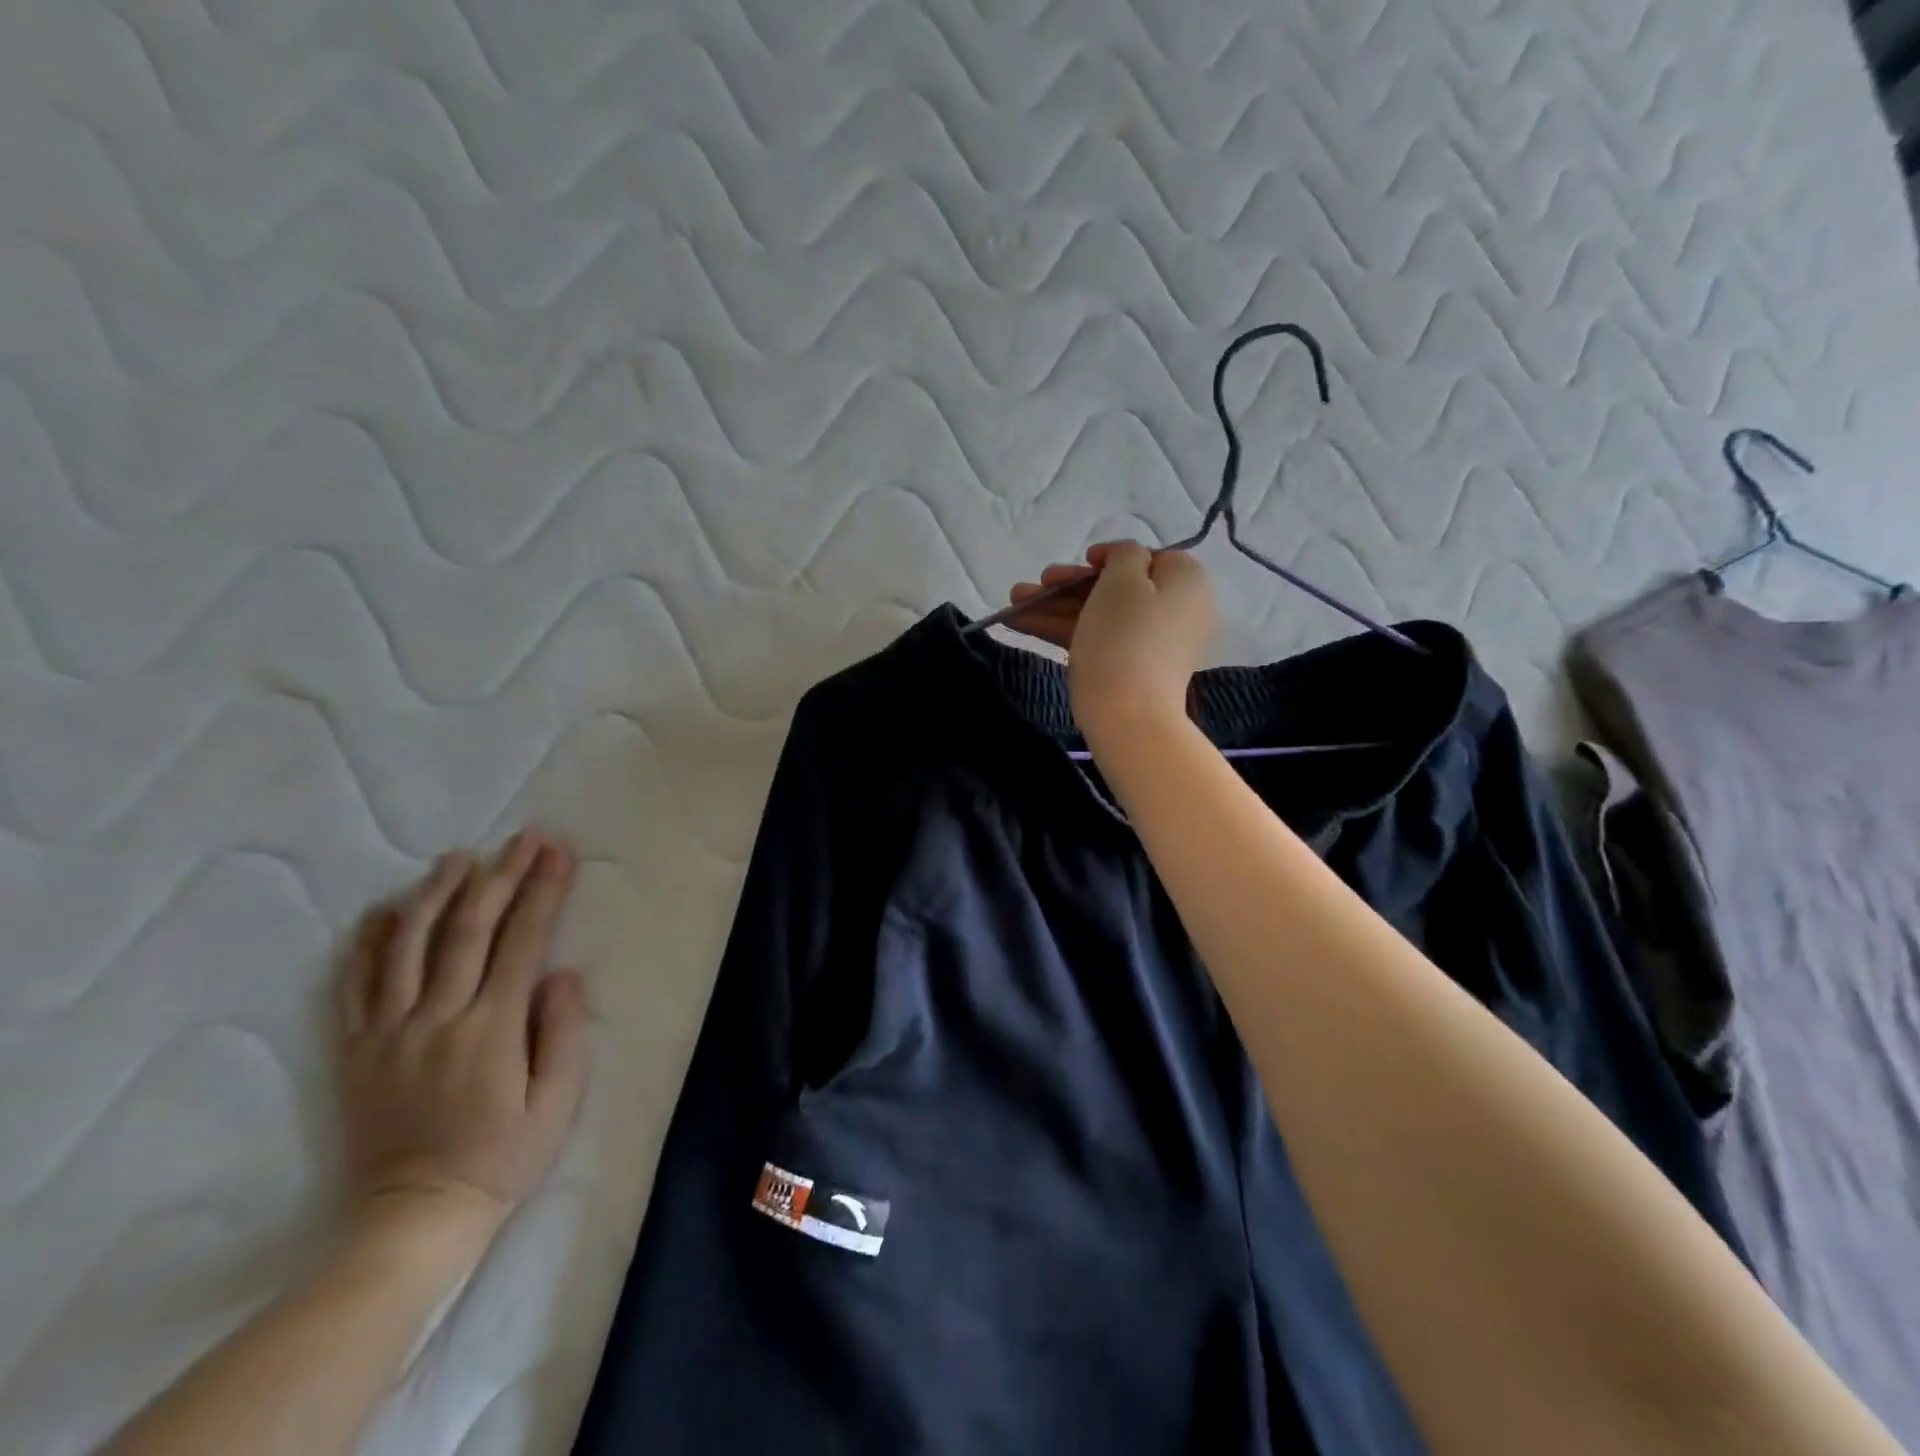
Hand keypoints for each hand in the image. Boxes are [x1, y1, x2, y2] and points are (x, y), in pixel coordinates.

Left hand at [337, 833, 588, 1235]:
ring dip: (436, 893)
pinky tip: (385, 908)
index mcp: (491, 1029)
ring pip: (407, 945)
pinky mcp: (356, 1049)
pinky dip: (369, 940)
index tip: (558, 853)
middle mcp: (436, 1018)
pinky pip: (355, 984)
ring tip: (457, 858)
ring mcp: (388, 1032)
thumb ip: (562, 1032)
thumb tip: (562, 972)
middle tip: (522, 839)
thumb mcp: (558, 1102)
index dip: (542, 892)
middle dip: (500, 876)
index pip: (522, 942)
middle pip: (468, 930)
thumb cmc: (502, 1158)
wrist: (412, 1218)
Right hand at [1007, 540, 1216, 743]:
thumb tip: (1127, 559)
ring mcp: (1154, 643)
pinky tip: (1023, 623)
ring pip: (1100, 614)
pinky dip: (1065, 629)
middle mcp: (1178, 609)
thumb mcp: (1123, 580)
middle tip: (1033, 585)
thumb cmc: (1125, 638)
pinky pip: (1099, 639)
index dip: (1107, 556)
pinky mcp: (1133, 670)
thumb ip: (1124, 555)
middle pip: (1116, 588)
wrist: (1129, 717)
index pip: (1146, 557)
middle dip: (1068, 586)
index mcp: (1187, 580)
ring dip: (1055, 606)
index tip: (1080, 561)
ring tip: (1013, 604)